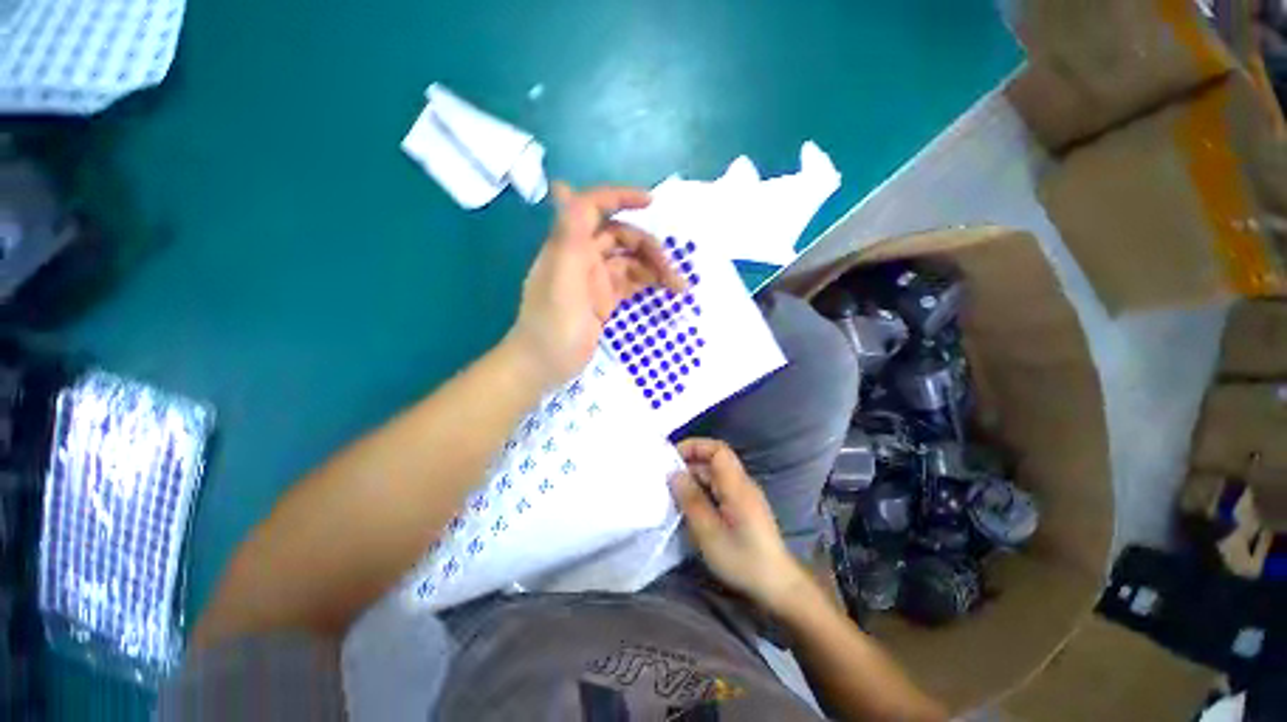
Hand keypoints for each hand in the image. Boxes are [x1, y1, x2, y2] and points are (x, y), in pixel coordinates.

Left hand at [506, 183, 686, 386]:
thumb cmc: (553, 325)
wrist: (544, 366)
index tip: (651, 203)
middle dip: (648, 248)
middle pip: (621, 237)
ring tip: (678, 287)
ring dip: (654, 268)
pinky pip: (630, 282)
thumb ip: (568, 236)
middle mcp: (582, 257)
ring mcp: (595, 280)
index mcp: (569, 246)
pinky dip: (648, 282)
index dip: (620, 197)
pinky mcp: (605, 300)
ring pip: (629, 261)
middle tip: (671, 273)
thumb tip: (562, 186)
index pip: (592, 207)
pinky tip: (666, 290)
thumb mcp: (561, 279)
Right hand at [669, 438, 811, 612]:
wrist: (778, 586)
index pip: (717, 449)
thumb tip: (674, 473)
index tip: (672, 457)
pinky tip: (690, 508)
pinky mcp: (744, 508)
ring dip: (694, 480)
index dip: (695, 446)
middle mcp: (742, 484)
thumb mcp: (709, 532)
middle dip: (689, 465)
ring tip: (673, 494)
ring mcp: (744, 496)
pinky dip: (702, 492)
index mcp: (737, 485)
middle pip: (715, 462)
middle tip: (666, 479)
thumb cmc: (743, 559)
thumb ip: (691, 500)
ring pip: (715, 476)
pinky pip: (720, 490)